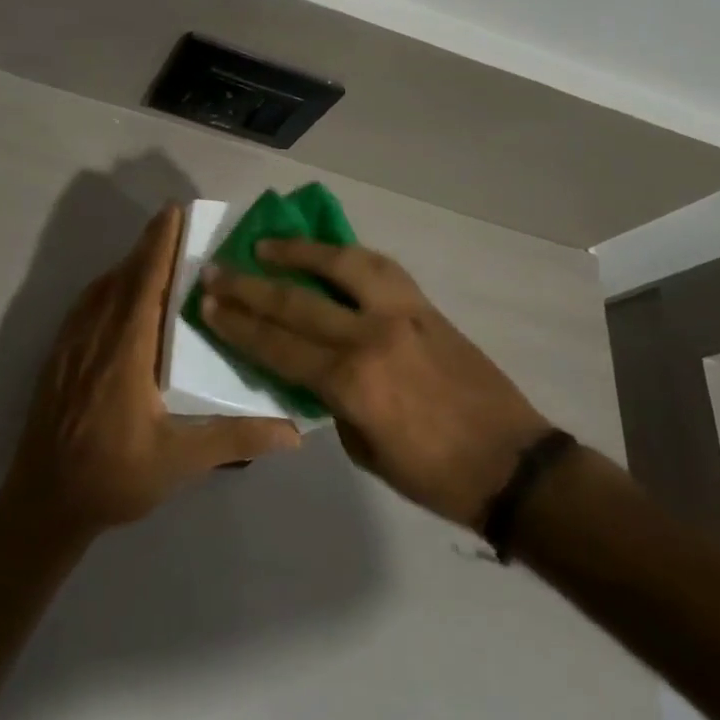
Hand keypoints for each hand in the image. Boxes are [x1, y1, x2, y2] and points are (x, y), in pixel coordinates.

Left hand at [0, 203, 301, 539]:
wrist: (43, 502)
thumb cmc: (113, 477)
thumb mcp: (178, 461)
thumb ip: (235, 438)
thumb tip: (294, 431)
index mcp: (126, 350)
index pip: (145, 282)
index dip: (159, 244)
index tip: (174, 211)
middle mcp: (96, 335)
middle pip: (123, 276)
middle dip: (149, 246)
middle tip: (177, 225)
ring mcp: (71, 344)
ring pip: (101, 289)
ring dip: (129, 265)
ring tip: (156, 255)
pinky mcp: (59, 357)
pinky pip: (86, 306)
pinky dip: (108, 287)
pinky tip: (121, 296)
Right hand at [199, 241, 552, 530]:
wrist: (512, 464)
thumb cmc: (433, 474)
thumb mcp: (364, 450)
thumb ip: (331, 402)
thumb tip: (311, 369)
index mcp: (351, 382)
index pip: (278, 345)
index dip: (238, 324)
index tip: (207, 304)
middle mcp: (371, 337)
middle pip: (296, 302)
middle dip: (248, 286)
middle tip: (215, 269)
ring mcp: (402, 314)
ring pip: (341, 265)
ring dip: (298, 252)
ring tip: (265, 244)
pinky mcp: (426, 307)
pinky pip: (379, 268)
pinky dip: (347, 255)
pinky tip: (328, 252)